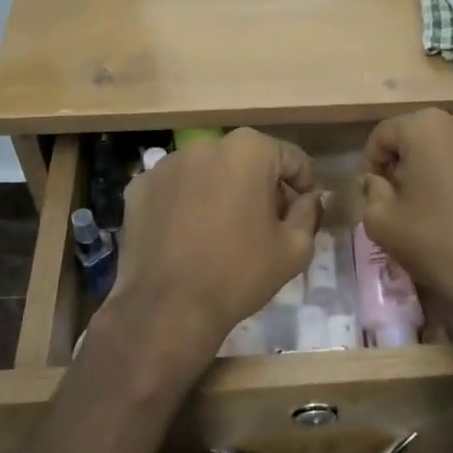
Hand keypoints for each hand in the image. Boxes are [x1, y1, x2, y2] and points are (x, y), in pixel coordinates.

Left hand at [108, 129, 321, 362]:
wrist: (168, 308)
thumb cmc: (239, 274)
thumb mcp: (294, 249)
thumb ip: (309, 212)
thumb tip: (314, 197)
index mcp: (249, 151)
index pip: (291, 158)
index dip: (304, 185)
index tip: (304, 211)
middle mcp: (205, 145)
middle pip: (247, 160)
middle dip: (261, 186)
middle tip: (267, 223)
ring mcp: (167, 164)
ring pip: (208, 172)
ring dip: (222, 191)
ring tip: (224, 230)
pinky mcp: (138, 186)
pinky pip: (175, 188)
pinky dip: (186, 203)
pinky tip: (189, 235)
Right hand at [360, 110, 452, 334]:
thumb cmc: (434, 243)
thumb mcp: (380, 221)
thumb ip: (372, 191)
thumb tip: (377, 181)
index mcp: (427, 127)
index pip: (385, 134)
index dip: (372, 161)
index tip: (371, 188)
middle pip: (424, 135)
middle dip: (409, 160)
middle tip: (402, 194)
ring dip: (444, 167)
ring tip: (440, 201)